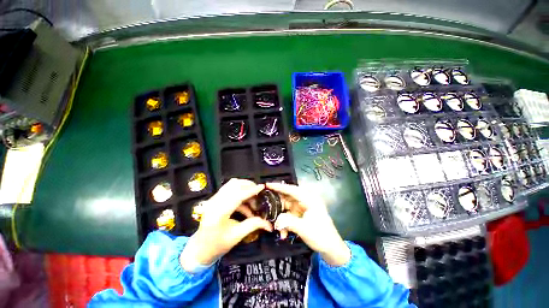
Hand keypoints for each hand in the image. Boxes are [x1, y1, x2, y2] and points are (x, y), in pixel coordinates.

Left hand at [181, 179, 271, 270]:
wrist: (199, 249)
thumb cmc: (217, 245)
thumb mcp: (237, 236)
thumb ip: (253, 225)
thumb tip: (269, 224)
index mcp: (219, 213)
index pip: (237, 196)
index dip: (251, 190)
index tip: (262, 186)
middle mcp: (214, 202)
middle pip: (234, 185)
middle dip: (249, 186)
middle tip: (259, 194)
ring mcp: (213, 199)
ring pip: (231, 185)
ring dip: (244, 187)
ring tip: (253, 197)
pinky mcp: (215, 199)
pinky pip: (229, 189)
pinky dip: (240, 193)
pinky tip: (246, 204)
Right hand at [267, 182, 350, 265]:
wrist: (332, 249)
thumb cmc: (321, 236)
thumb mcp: (304, 229)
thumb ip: (288, 222)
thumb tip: (276, 221)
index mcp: (309, 199)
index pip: (292, 189)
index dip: (279, 186)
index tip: (267, 184)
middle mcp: (306, 200)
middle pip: (288, 196)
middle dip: (277, 202)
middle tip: (265, 204)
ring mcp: (303, 207)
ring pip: (287, 206)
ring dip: (281, 216)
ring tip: (274, 225)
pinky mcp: (302, 214)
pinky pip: (290, 215)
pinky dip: (285, 222)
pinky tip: (283, 233)